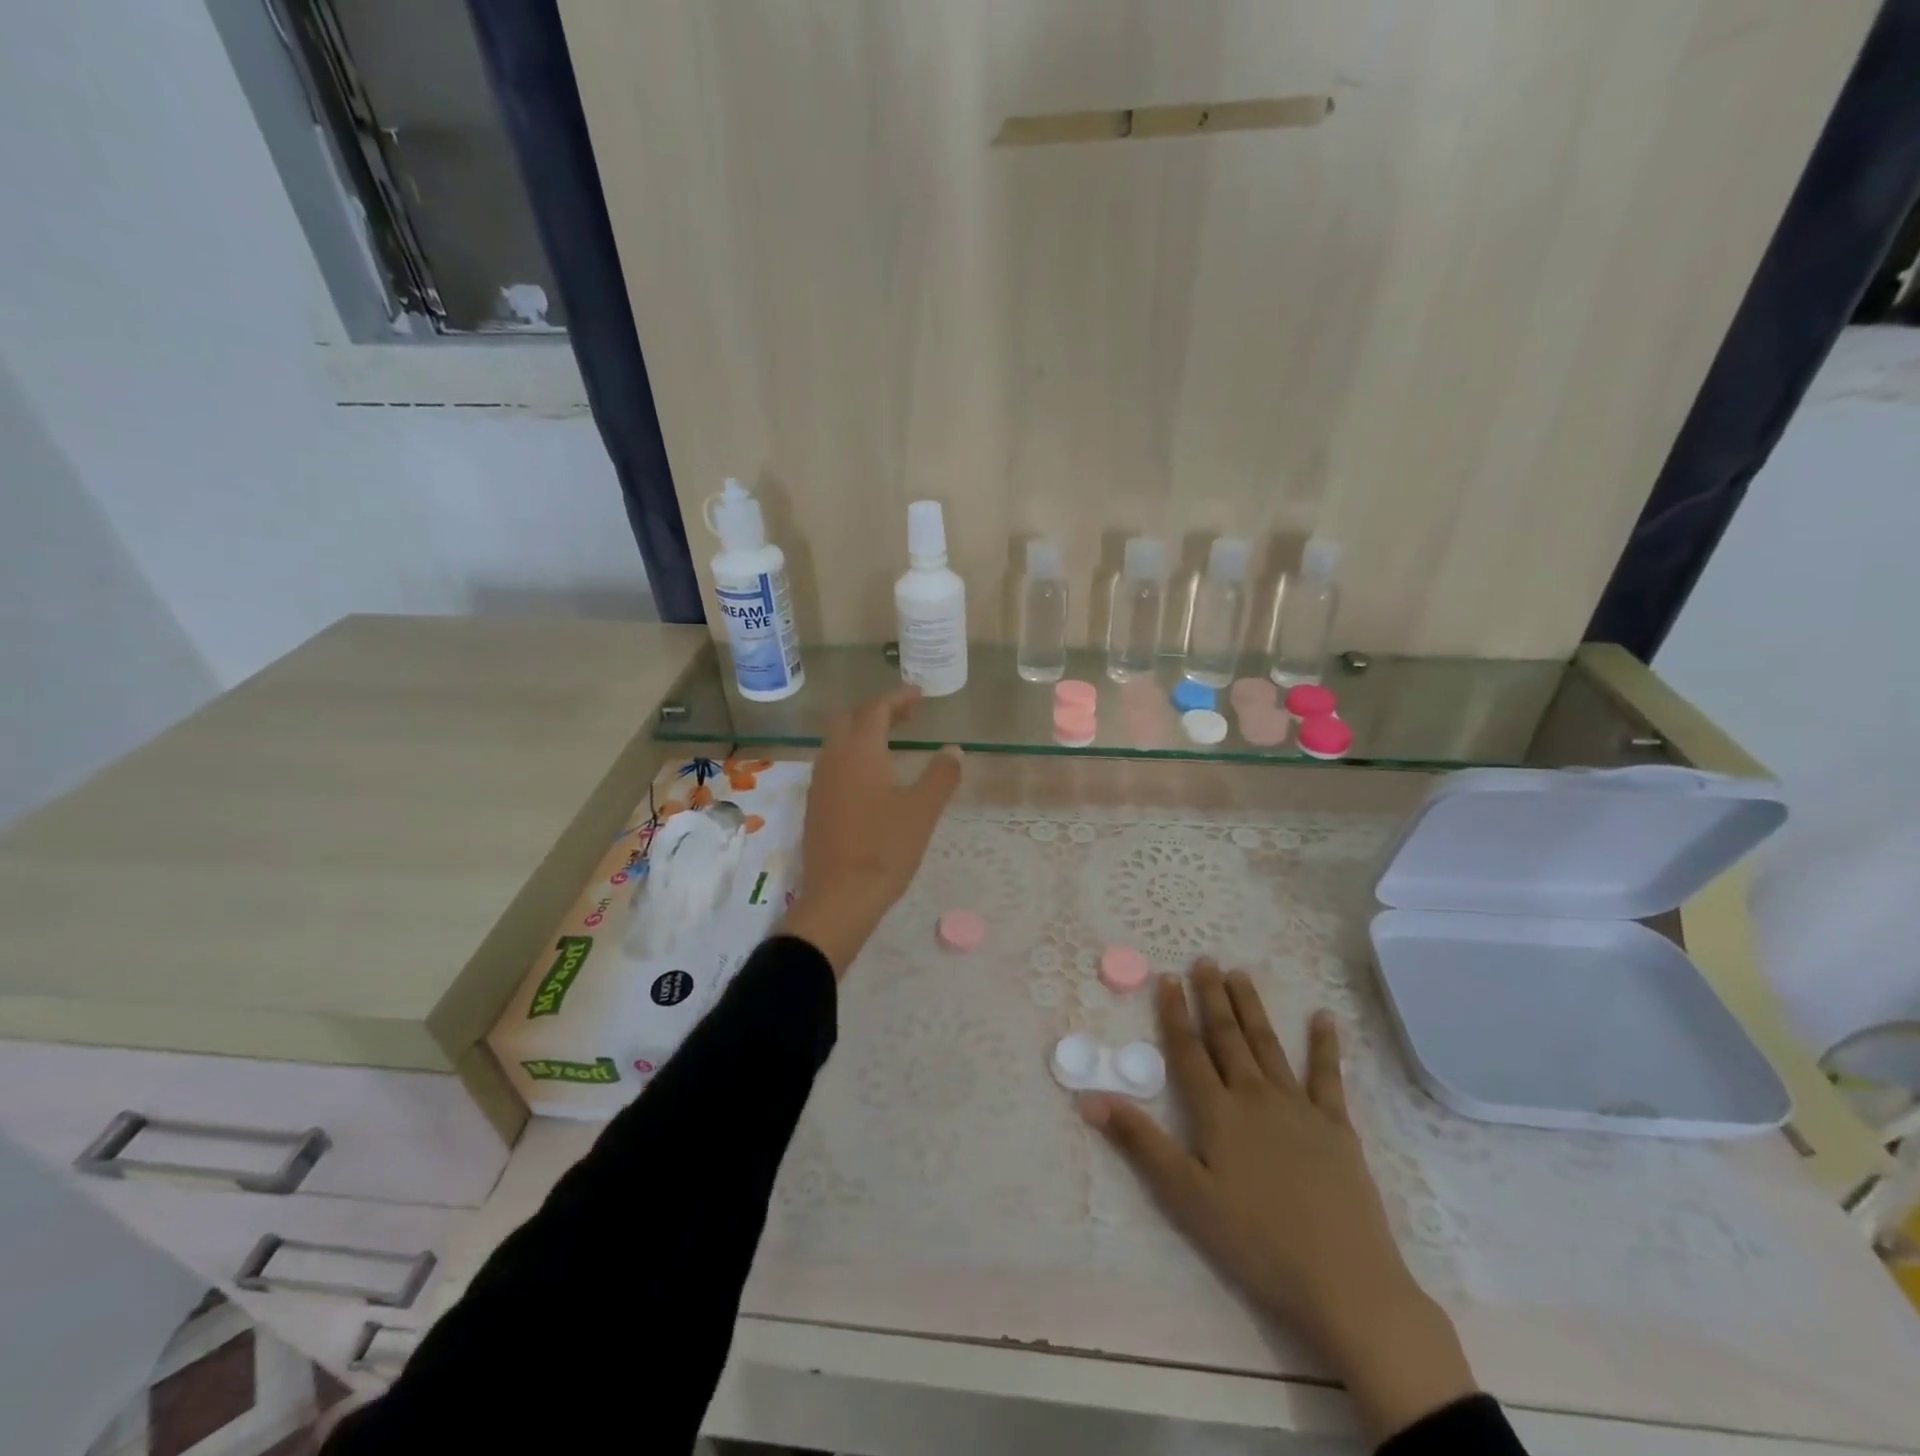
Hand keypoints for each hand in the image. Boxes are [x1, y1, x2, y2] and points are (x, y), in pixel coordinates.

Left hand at [780, 687, 961, 976]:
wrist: (840, 897)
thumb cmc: (886, 848)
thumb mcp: (923, 810)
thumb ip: (941, 775)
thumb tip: (953, 750)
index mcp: (860, 751)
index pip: (876, 709)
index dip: (898, 698)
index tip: (919, 695)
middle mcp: (833, 759)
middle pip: (849, 718)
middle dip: (877, 711)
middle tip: (906, 716)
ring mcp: (819, 784)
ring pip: (837, 742)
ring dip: (861, 733)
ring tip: (890, 743)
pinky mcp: (815, 806)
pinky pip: (832, 765)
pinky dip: (852, 756)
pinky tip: (870, 777)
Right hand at [1079, 962, 1478, 1443]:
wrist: (1344, 1281)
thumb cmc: (1255, 1241)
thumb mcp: (1185, 1195)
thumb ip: (1139, 1141)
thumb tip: (1089, 1099)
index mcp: (1218, 1112)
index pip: (1189, 1051)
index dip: (1175, 1013)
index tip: (1167, 978)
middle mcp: (1255, 1096)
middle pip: (1228, 1037)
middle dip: (1213, 997)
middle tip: (1204, 961)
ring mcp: (1299, 1107)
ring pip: (1268, 1044)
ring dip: (1252, 1007)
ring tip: (1240, 973)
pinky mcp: (1336, 1126)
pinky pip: (1328, 1075)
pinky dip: (1325, 1044)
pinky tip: (1323, 1017)